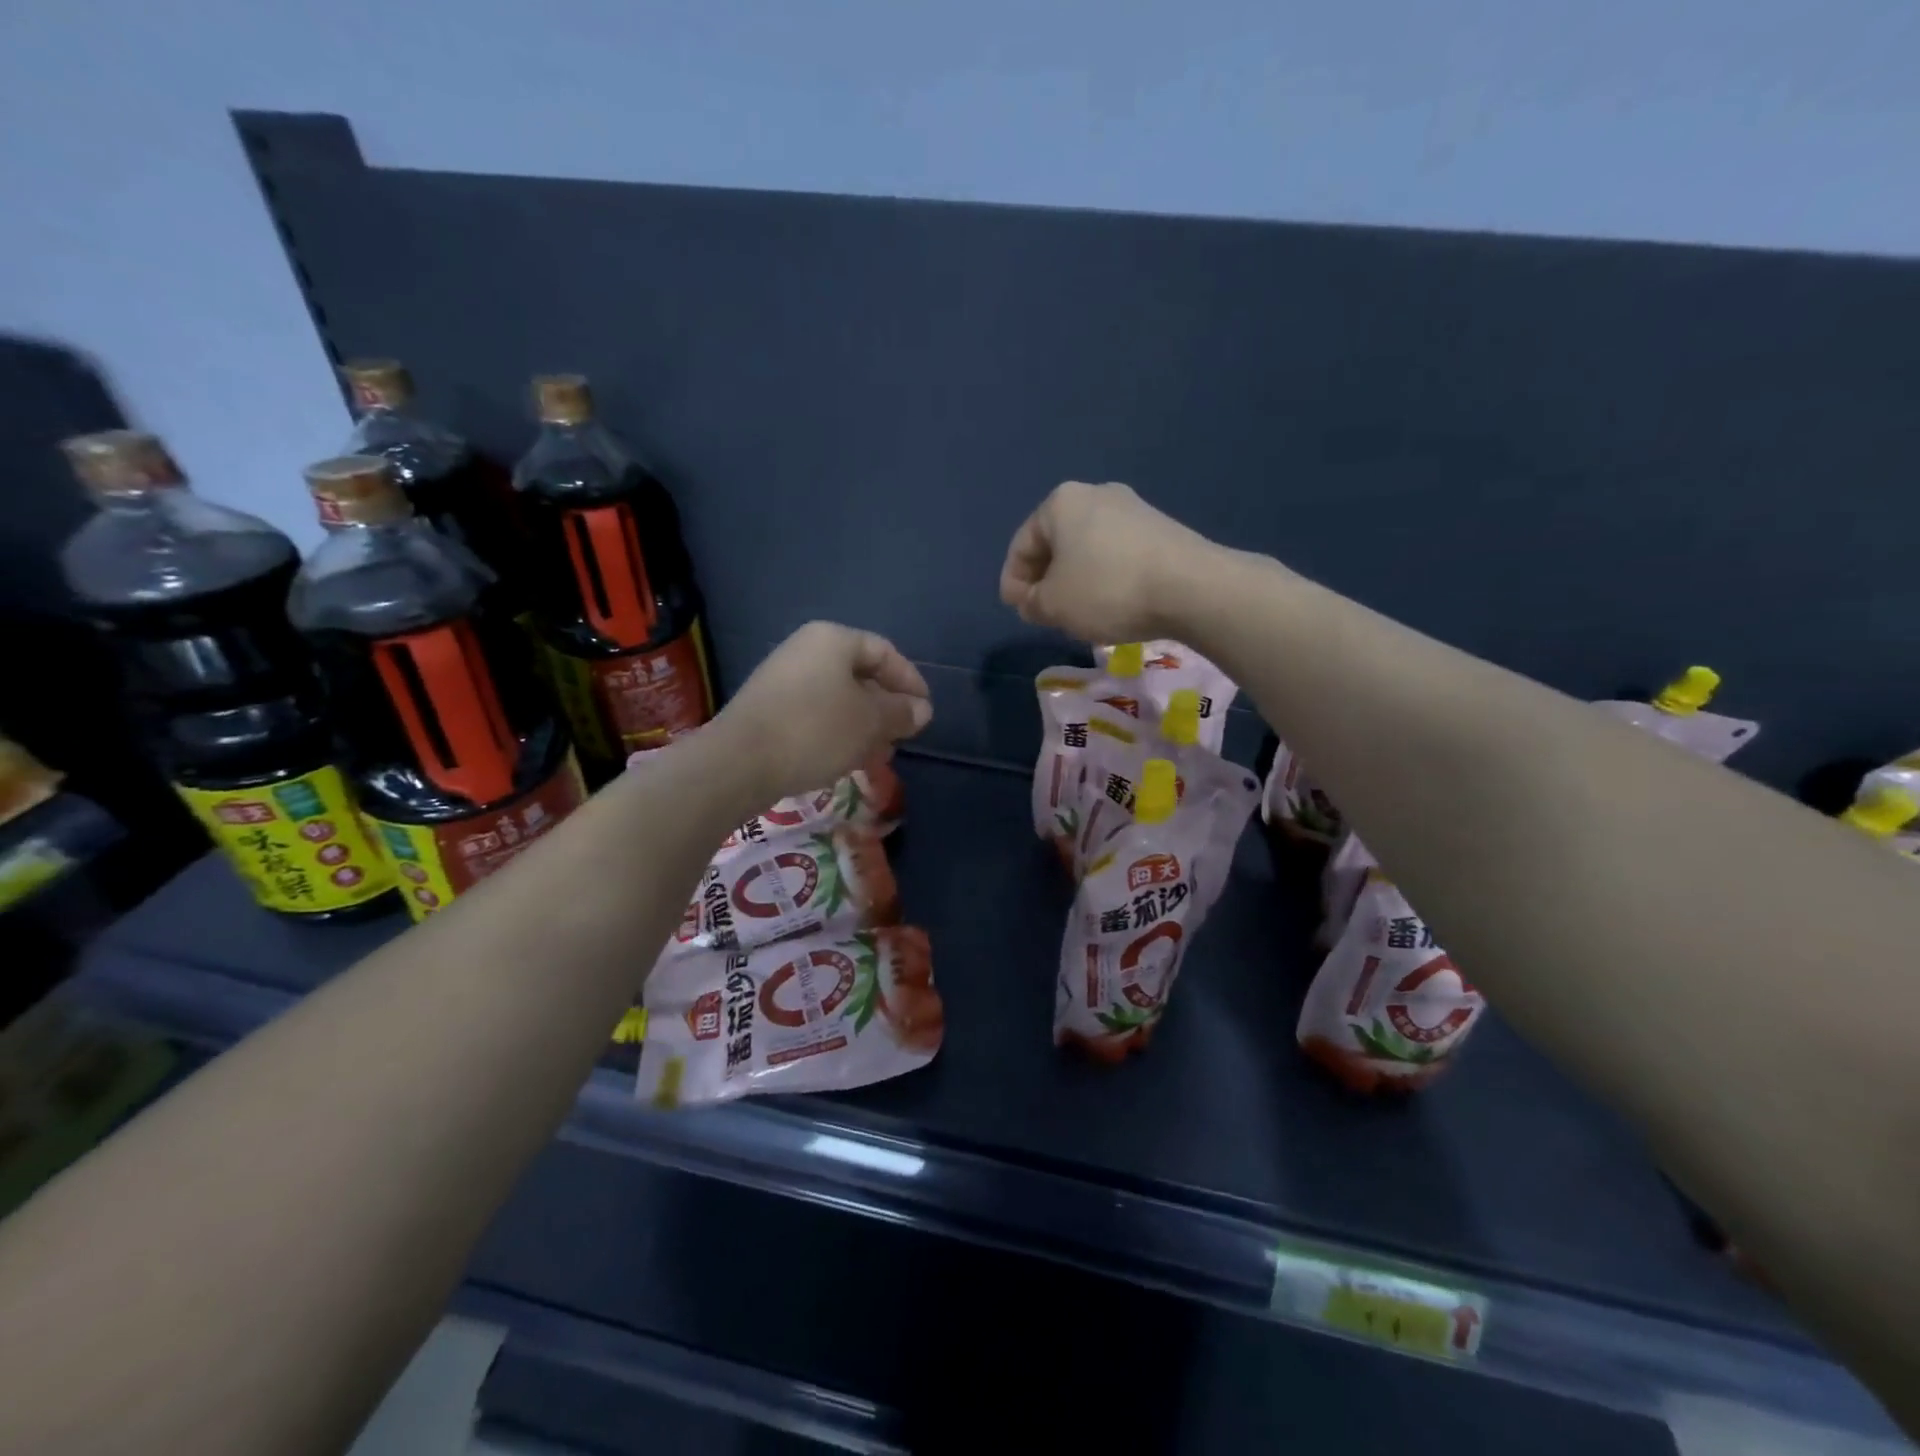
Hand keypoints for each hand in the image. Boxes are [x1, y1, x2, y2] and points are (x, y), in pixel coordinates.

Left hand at [716, 622, 931, 804]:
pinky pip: (816, 714)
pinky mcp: (769, 708)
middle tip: (903, 736)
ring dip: (864, 724)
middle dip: (886, 707)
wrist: (739, 762)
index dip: (910, 681)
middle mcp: (806, 650)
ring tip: (879, 754)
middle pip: (860, 675)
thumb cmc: (815, 730)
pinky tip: (847, 759)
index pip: (884, 652)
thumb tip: (922, 709)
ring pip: (838, 698)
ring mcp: (783, 679)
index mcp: (833, 640)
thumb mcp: (870, 722)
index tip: (924, 712)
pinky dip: (837, 732)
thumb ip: (900, 712)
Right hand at [998, 481, 1215, 643]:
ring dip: (1076, 580)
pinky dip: (1105, 578)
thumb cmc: (1107, 590)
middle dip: (1045, 580)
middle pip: (1056, 544)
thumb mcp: (1053, 605)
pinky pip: (1116, 554)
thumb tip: (1031, 600)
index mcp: (1060, 502)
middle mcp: (1095, 493)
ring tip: (1078, 614)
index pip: (1022, 545)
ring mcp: (1132, 508)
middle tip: (1045, 614)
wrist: (1191, 587)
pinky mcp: (1160, 528)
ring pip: (1087, 549)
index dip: (1013, 582)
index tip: (1018, 612)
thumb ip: (1031, 602)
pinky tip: (1111, 604)